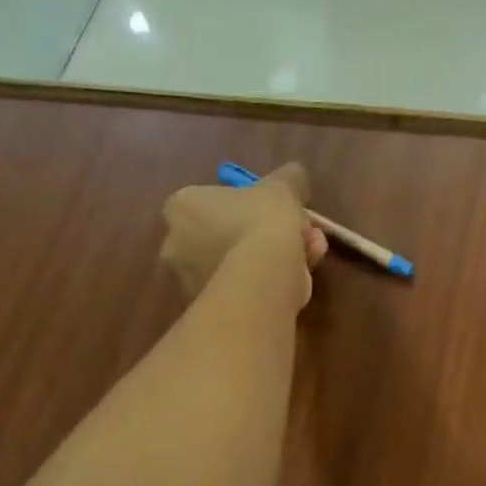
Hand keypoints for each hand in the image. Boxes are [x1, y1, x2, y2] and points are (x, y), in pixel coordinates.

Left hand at [161, 162, 328, 303]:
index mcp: (182, 206)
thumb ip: (288, 178)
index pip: (213, 200)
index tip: (278, 210)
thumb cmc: (263, 222)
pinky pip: (242, 289)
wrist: (260, 280)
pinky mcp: (208, 310)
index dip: (251, 204)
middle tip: (301, 235)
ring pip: (238, 263)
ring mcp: (189, 280)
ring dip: (272, 258)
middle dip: (266, 234)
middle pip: (227, 234)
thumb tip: (294, 175)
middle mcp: (176, 243)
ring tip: (310, 257)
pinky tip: (298, 281)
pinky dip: (266, 283)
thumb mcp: (282, 187)